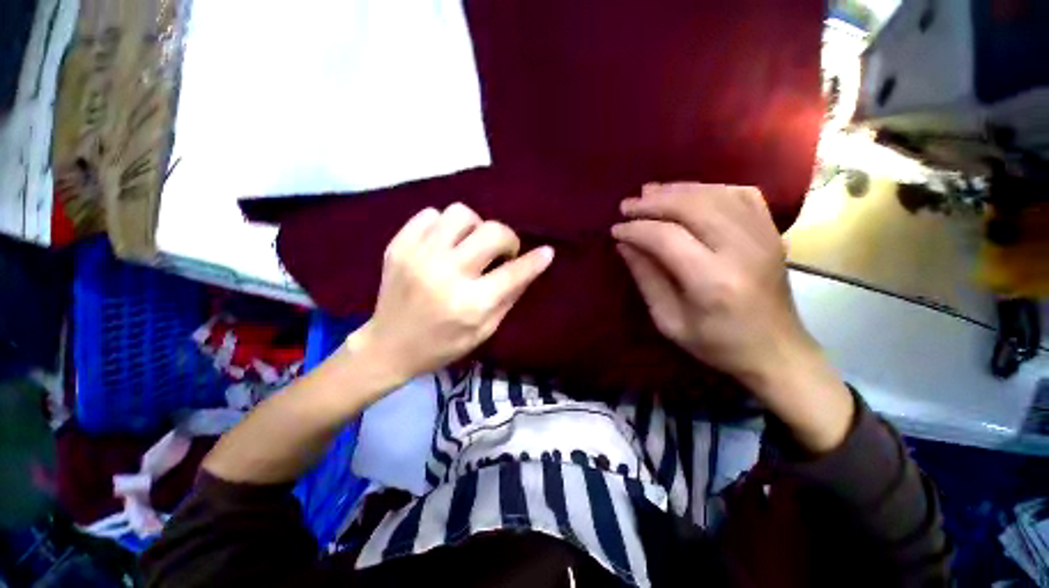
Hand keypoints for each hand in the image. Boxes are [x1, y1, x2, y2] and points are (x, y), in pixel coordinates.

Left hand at [348, 203, 553, 385]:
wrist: (388, 346)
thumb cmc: (442, 345)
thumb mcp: (484, 331)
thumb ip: (508, 298)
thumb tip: (528, 268)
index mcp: (470, 304)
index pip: (513, 273)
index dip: (535, 260)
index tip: (546, 252)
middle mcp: (446, 274)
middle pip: (491, 232)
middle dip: (507, 239)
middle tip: (502, 253)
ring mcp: (418, 256)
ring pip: (461, 214)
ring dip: (475, 227)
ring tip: (470, 245)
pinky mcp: (398, 246)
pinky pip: (431, 214)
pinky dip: (445, 226)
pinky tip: (444, 244)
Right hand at [612, 183, 852, 451]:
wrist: (777, 351)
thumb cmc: (717, 344)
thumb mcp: (669, 321)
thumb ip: (646, 279)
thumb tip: (625, 245)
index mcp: (712, 281)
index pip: (666, 238)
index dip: (636, 229)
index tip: (615, 230)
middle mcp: (742, 251)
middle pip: (692, 207)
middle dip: (653, 203)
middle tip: (627, 205)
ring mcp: (763, 237)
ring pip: (715, 194)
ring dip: (677, 191)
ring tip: (649, 193)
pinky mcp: (772, 232)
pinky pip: (741, 194)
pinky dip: (709, 188)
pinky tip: (690, 194)